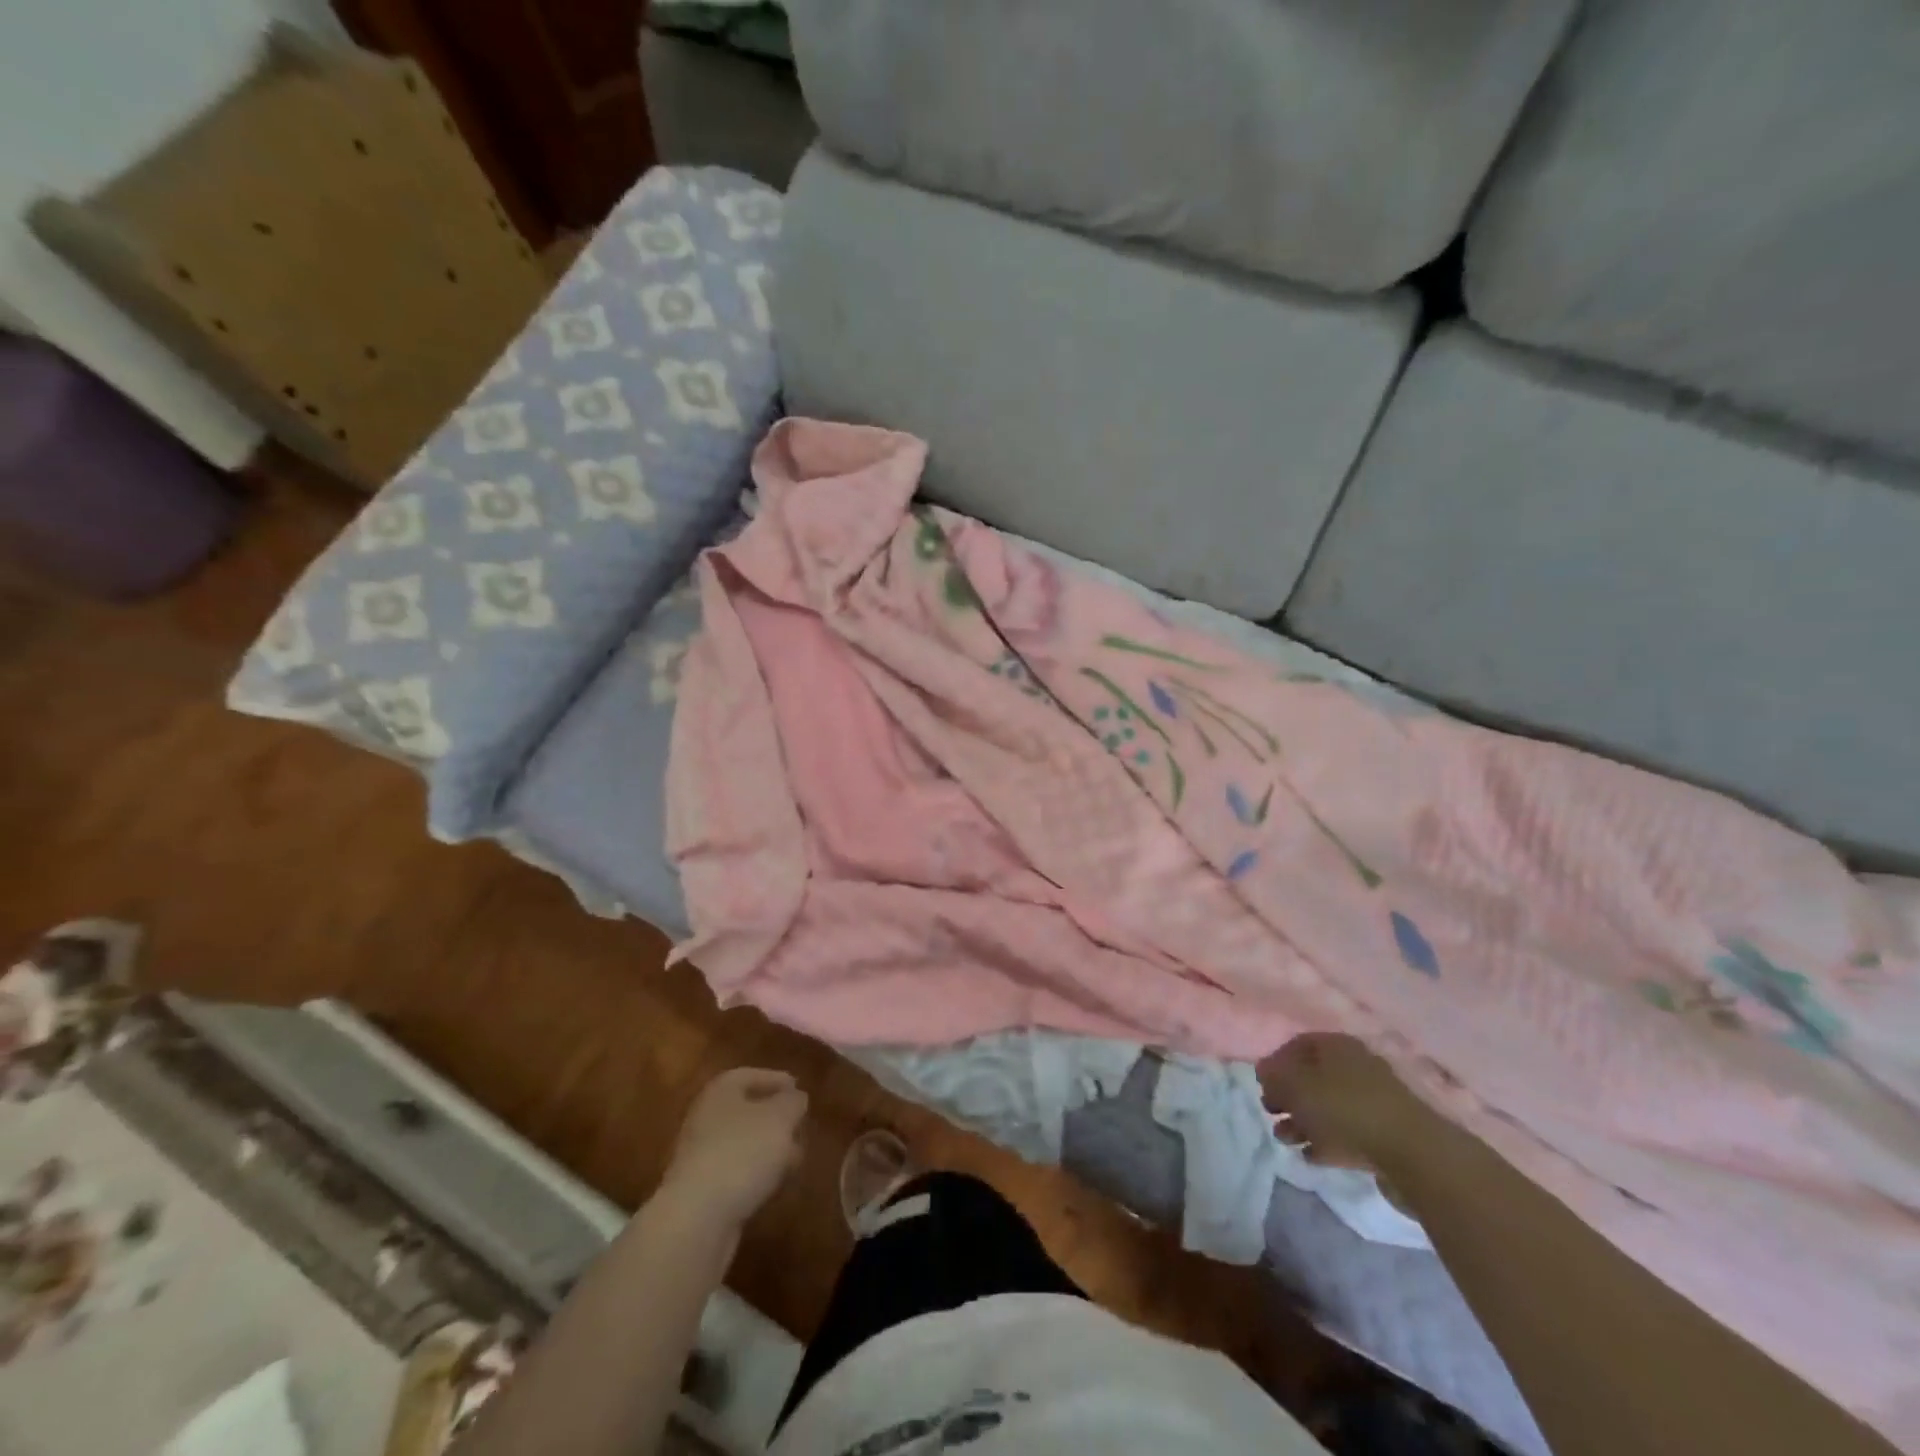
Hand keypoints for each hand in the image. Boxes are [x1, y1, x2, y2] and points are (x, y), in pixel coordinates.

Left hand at [660, 1068, 807, 1228]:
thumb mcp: (780, 1117)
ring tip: (796, 1160)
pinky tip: (775, 1184)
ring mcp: (701, 1155)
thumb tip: (795, 1098)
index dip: (777, 1080)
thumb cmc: (742, 1152)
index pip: (751, 1075)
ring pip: (743, 1143)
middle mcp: (706, 1117)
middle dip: (776, 1118)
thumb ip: (793, 1102)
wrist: (697, 1218)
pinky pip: (736, 1171)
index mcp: (721, 1091)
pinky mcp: (702, 1189)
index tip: (800, 1090)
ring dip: (769, 1149)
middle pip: (746, 1110)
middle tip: (801, 1127)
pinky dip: (756, 1173)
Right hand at [1256, 1033, 1387, 1171]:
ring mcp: (1371, 1102)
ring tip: (1285, 1140)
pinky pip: (1345, 1133)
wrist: (1412, 1154)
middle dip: (1287, 1095)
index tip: (1261, 1084)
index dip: (1275, 1062)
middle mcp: (1355, 1067)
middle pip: (1312, 1077)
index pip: (1298, 1045)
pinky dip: (1325, 1141)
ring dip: (1301, 1122)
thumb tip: (1264, 1071)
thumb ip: (1274, 1076)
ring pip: (1327, 1107)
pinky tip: (1310, 1156)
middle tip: (1270, 1111)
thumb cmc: (1344, 1108)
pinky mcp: (1382, 1134)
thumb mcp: (1296, 1086)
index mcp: (1337, 1046)